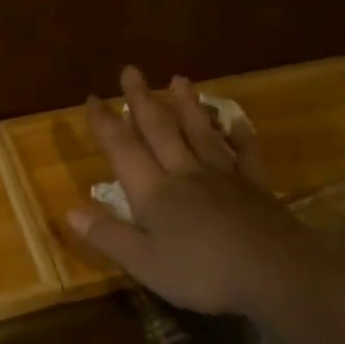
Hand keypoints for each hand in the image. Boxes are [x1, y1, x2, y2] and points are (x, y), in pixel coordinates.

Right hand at [65, 67, 311, 317]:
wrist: (275, 272)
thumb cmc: (202, 273)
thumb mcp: (144, 263)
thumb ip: (107, 235)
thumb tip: (69, 210)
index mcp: (154, 191)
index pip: (122, 149)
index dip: (105, 124)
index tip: (92, 98)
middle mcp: (185, 173)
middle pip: (160, 130)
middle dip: (142, 100)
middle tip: (131, 70)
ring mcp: (224, 176)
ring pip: (200, 132)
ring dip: (187, 105)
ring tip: (178, 79)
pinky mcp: (256, 186)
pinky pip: (245, 153)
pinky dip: (240, 134)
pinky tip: (237, 120)